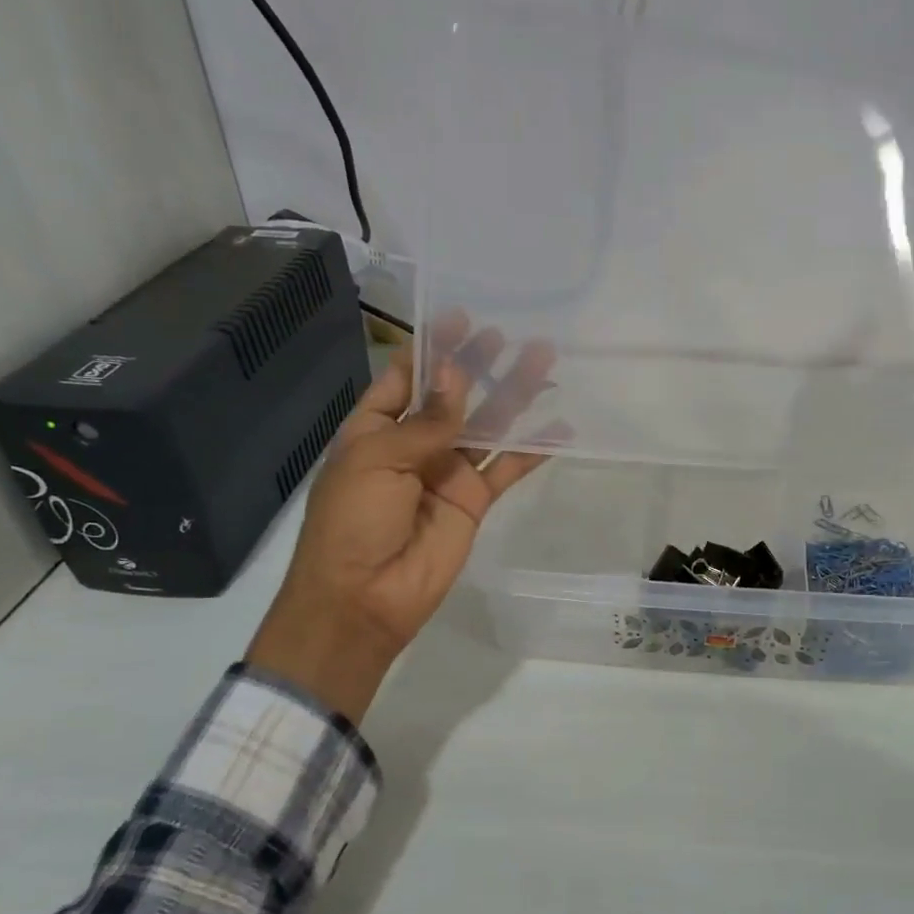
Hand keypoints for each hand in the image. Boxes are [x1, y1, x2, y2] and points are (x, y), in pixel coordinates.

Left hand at [247, 320, 557, 720]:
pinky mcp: (475, 499)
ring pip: (487, 424)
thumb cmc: (353, 521)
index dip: (432, 347)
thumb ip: (426, 421)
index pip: (406, 377)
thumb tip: (456, 372)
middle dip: (478, 363)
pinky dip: (533, 448)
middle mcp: (415, 444)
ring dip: (513, 395)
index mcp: (376, 428)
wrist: (364, 597)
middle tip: (508, 334)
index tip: (461, 316)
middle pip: (453, 395)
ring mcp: (448, 471)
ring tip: (545, 361)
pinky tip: (561, 426)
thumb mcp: (377, 461)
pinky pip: (507, 467)